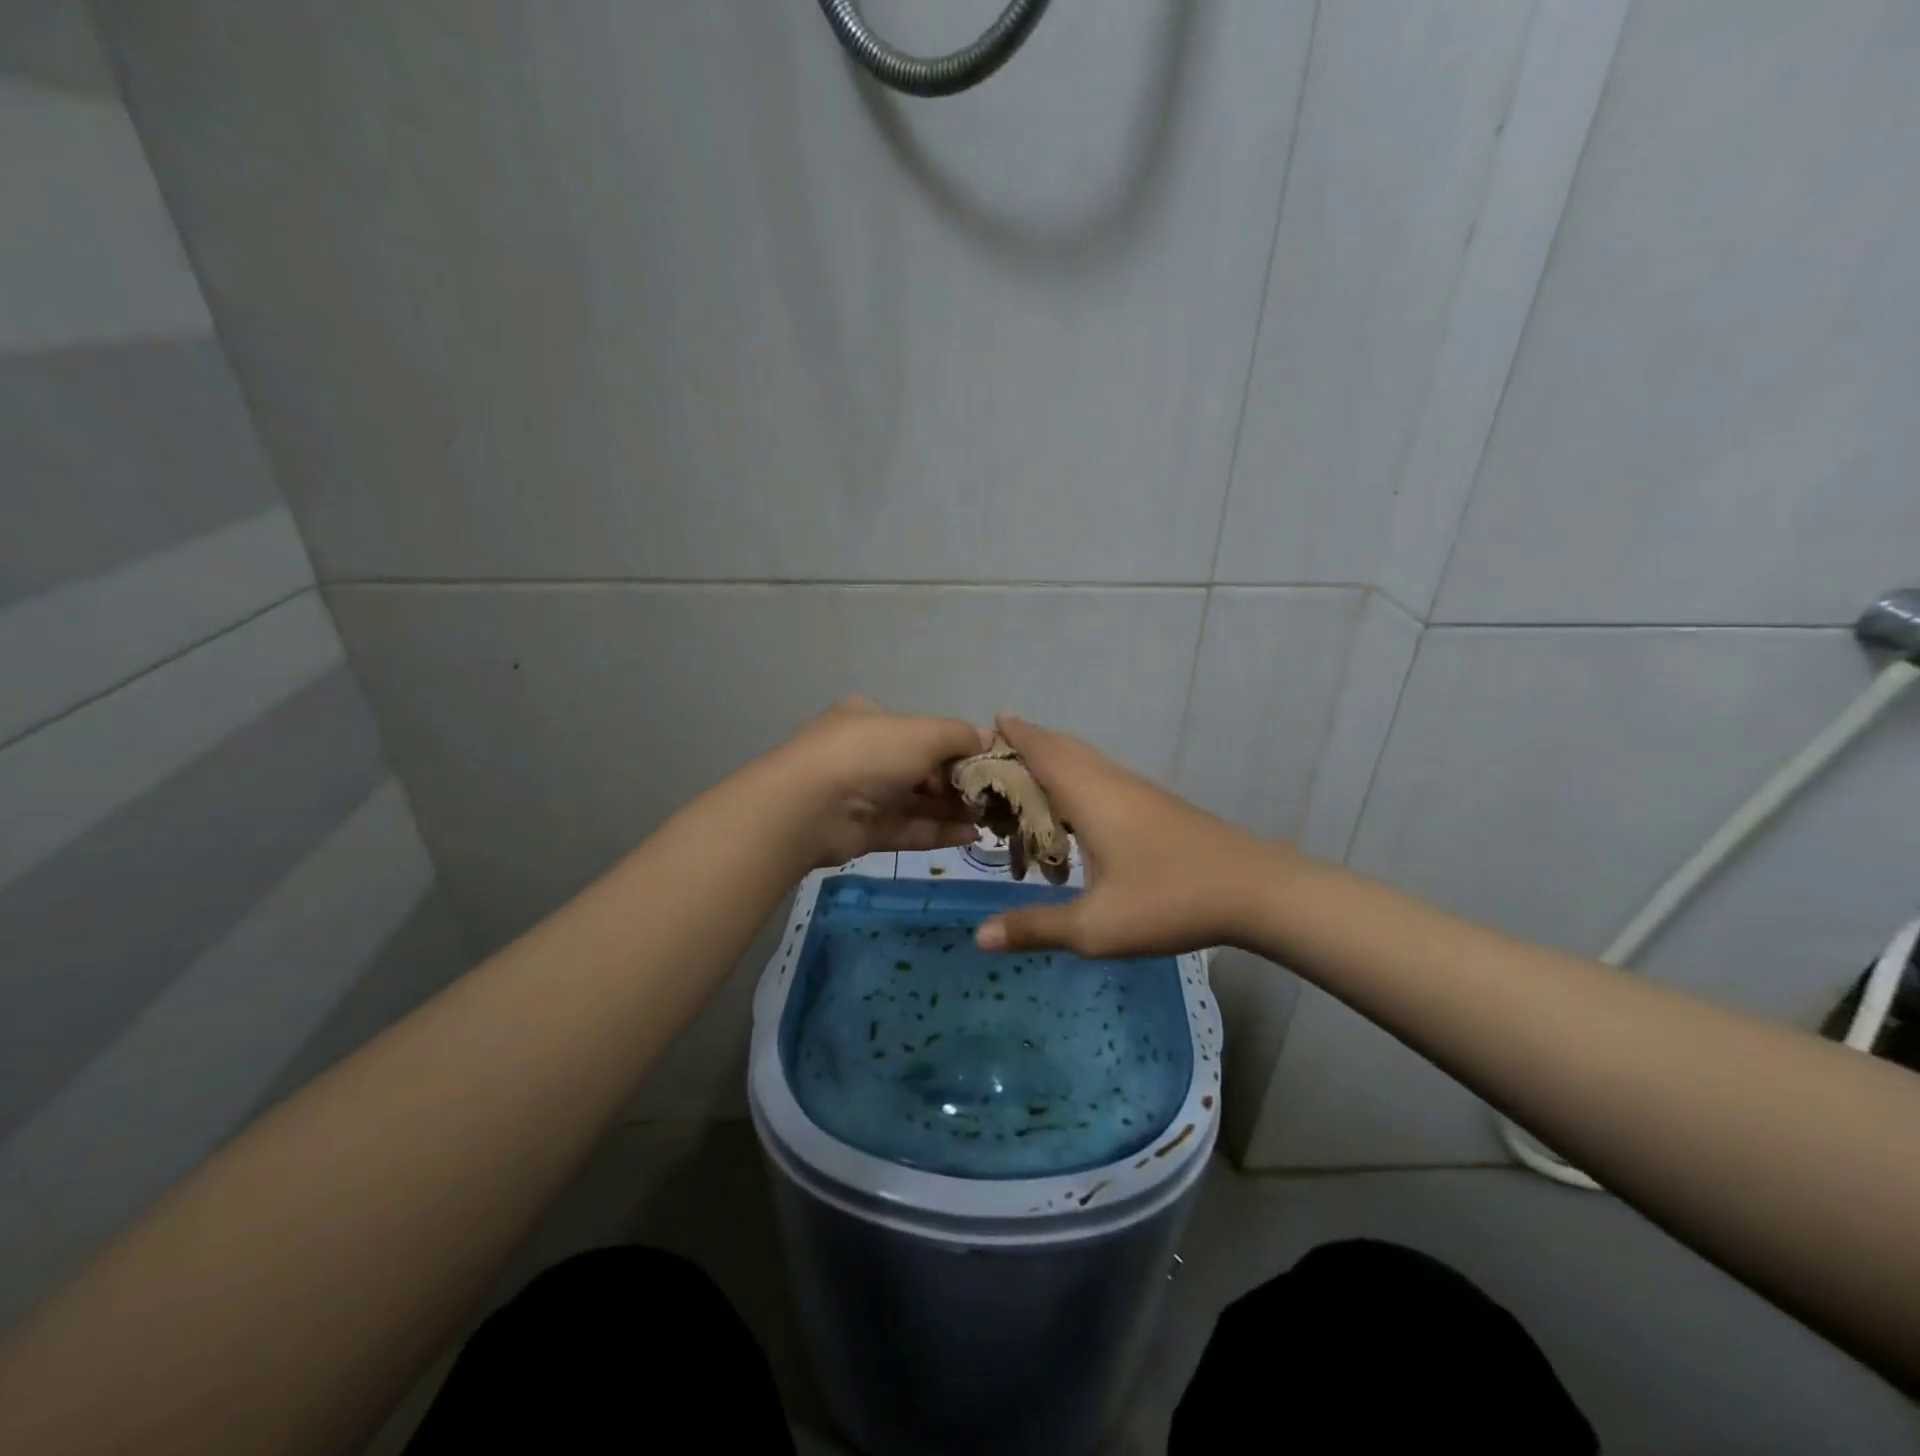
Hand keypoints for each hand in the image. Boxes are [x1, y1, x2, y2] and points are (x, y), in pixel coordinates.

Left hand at [772, 698, 990, 866]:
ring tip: (990, 819)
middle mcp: (868, 754)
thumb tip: (991, 739)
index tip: (991, 762)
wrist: (809, 807)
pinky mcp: (864, 831)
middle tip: (996, 796)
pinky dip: (938, 830)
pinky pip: (908, 828)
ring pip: (917, 801)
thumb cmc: (869, 754)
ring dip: (953, 809)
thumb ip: (961, 735)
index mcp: (874, 719)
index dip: (960, 746)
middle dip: (960, 782)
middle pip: (924, 768)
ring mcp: (864, 794)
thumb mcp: (923, 733)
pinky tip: (970, 835)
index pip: (925, 731)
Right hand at [974, 714, 1275, 956]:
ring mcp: (1138, 791)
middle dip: (1028, 743)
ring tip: (1025, 778)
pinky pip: (1102, 777)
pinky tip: (1075, 809)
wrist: (1255, 890)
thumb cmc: (1169, 900)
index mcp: (1089, 796)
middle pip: (1063, 748)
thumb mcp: (1095, 927)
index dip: (1013, 735)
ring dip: (1053, 760)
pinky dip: (1075, 778)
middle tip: (994, 753)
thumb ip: (1036, 927)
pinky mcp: (1155, 805)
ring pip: (1085, 761)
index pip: (1042, 751)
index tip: (984, 724)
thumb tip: (979, 935)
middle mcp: (1110, 782)